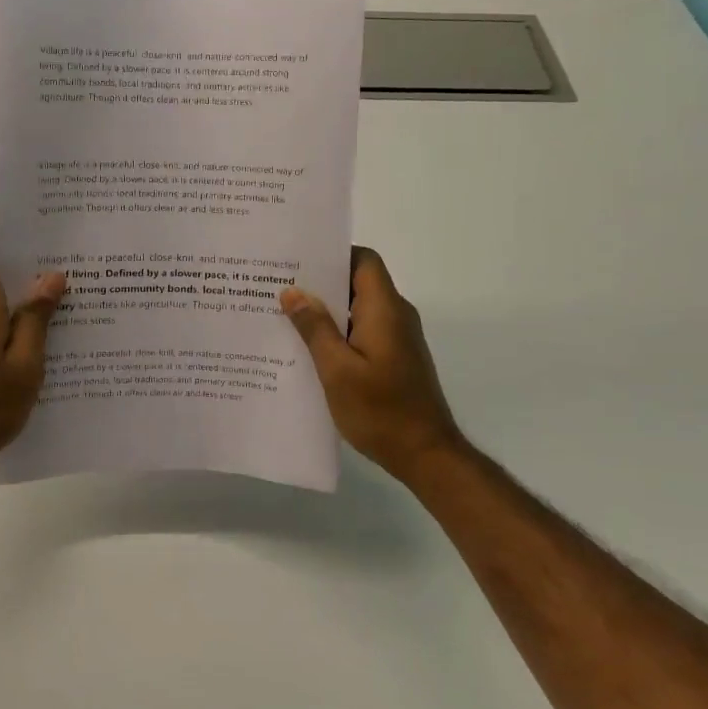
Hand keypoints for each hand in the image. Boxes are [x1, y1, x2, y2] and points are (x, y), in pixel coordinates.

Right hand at [281, 247, 464, 480]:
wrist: (427, 455)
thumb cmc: (380, 410)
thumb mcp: (337, 370)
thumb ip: (315, 328)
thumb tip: (294, 291)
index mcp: (384, 309)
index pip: (364, 259)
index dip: (334, 254)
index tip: (299, 260)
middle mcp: (395, 315)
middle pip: (359, 281)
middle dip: (321, 283)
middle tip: (280, 286)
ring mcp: (398, 337)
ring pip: (358, 308)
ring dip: (327, 310)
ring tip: (286, 315)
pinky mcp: (396, 357)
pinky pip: (364, 330)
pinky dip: (339, 332)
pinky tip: (310, 349)